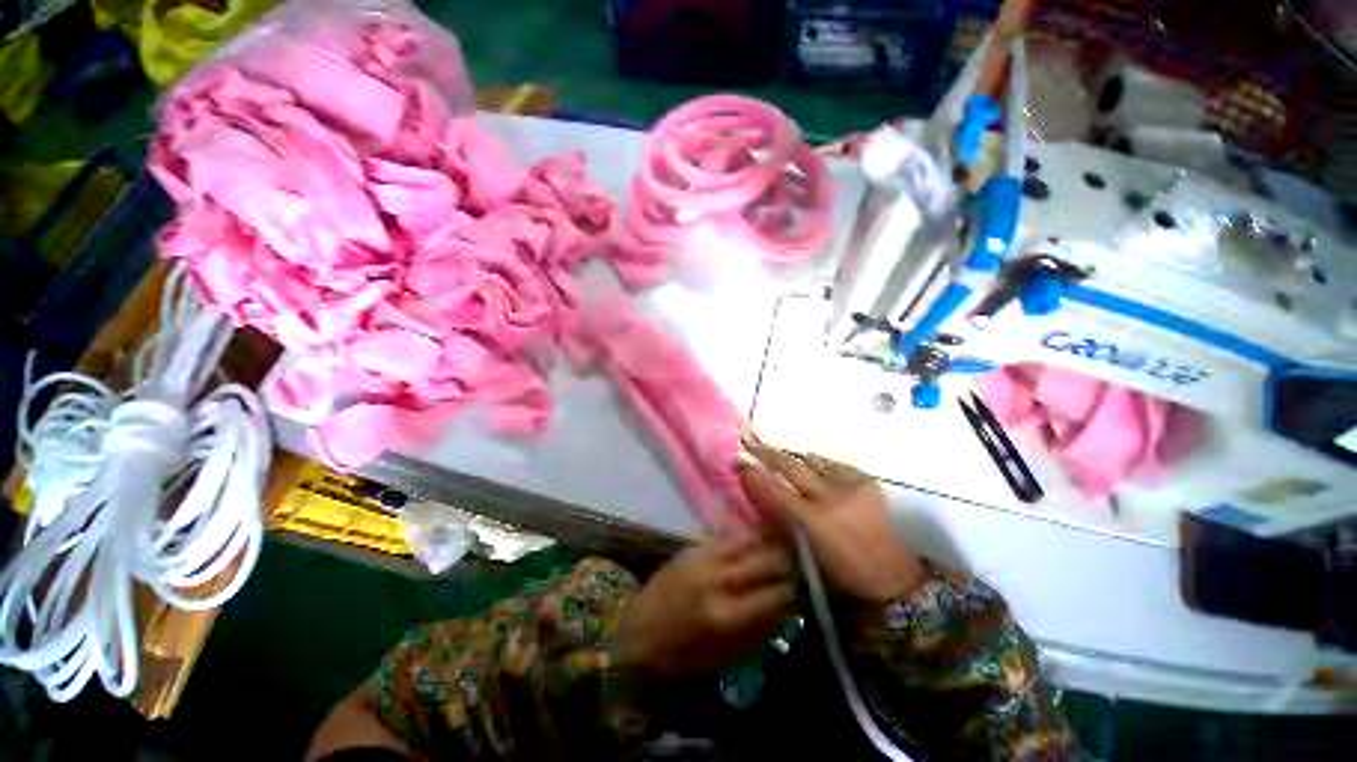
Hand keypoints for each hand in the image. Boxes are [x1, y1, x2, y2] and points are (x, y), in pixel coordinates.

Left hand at [619, 534, 795, 675]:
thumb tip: (792, 608)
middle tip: (805, 562)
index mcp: (728, 615)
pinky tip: (762, 536)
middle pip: (769, 561)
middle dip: (793, 561)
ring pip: (753, 540)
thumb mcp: (725, 656)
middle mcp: (721, 579)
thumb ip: (762, 631)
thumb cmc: (682, 655)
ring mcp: (707, 556)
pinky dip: (751, 535)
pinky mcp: (696, 545)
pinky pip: (732, 534)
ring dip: (774, 542)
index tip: (813, 586)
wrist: (637, 630)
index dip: (801, 590)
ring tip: (789, 544)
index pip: (778, 595)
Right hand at [737, 443, 925, 603]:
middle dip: (766, 451)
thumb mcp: (803, 551)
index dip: (753, 474)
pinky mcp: (866, 481)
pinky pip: (834, 464)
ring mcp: (850, 486)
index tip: (737, 459)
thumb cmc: (839, 573)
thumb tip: (761, 490)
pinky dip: (819, 464)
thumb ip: (781, 519)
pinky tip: (812, 465)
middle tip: (748, 437)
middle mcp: (830, 498)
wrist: (889, 577)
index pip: (774, 490)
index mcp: (812, 522)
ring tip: (777, 451)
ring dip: (793, 457)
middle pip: (790, 467)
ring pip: (812, 460)